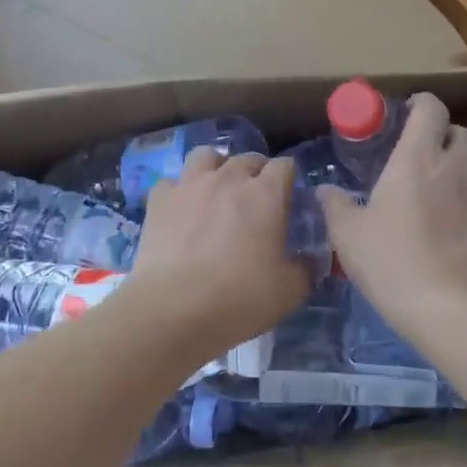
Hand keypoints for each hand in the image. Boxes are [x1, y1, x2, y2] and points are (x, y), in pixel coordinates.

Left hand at [125, 149, 310, 358]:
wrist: (173, 309)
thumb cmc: (239, 298)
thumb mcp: (289, 292)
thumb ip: (304, 269)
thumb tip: (308, 260)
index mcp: (266, 194)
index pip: (284, 166)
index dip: (288, 179)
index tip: (288, 199)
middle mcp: (228, 179)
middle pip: (247, 158)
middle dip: (256, 173)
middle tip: (255, 200)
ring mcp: (189, 185)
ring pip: (206, 156)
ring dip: (216, 168)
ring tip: (217, 191)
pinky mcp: (158, 200)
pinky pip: (172, 182)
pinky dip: (179, 191)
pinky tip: (181, 211)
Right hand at [319, 93, 466, 335]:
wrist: (447, 306)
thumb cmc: (390, 259)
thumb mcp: (347, 234)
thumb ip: (335, 206)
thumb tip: (325, 191)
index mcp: (417, 157)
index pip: (430, 108)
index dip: (420, 104)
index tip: (406, 113)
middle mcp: (456, 164)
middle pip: (459, 131)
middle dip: (443, 135)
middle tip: (422, 153)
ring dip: (463, 161)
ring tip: (444, 181)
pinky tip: (459, 214)